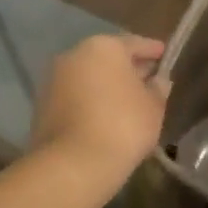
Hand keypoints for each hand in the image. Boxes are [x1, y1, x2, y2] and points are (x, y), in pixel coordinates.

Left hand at [30, 35, 169, 188]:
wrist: (73, 164)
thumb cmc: (122, 126)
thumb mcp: (152, 108)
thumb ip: (158, 89)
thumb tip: (158, 80)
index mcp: (103, 47)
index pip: (134, 43)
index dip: (152, 50)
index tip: (164, 55)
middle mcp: (75, 55)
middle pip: (108, 58)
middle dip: (128, 68)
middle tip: (149, 79)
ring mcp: (54, 79)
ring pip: (89, 77)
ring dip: (107, 85)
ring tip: (128, 102)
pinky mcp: (43, 104)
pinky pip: (75, 96)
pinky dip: (91, 100)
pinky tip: (106, 116)